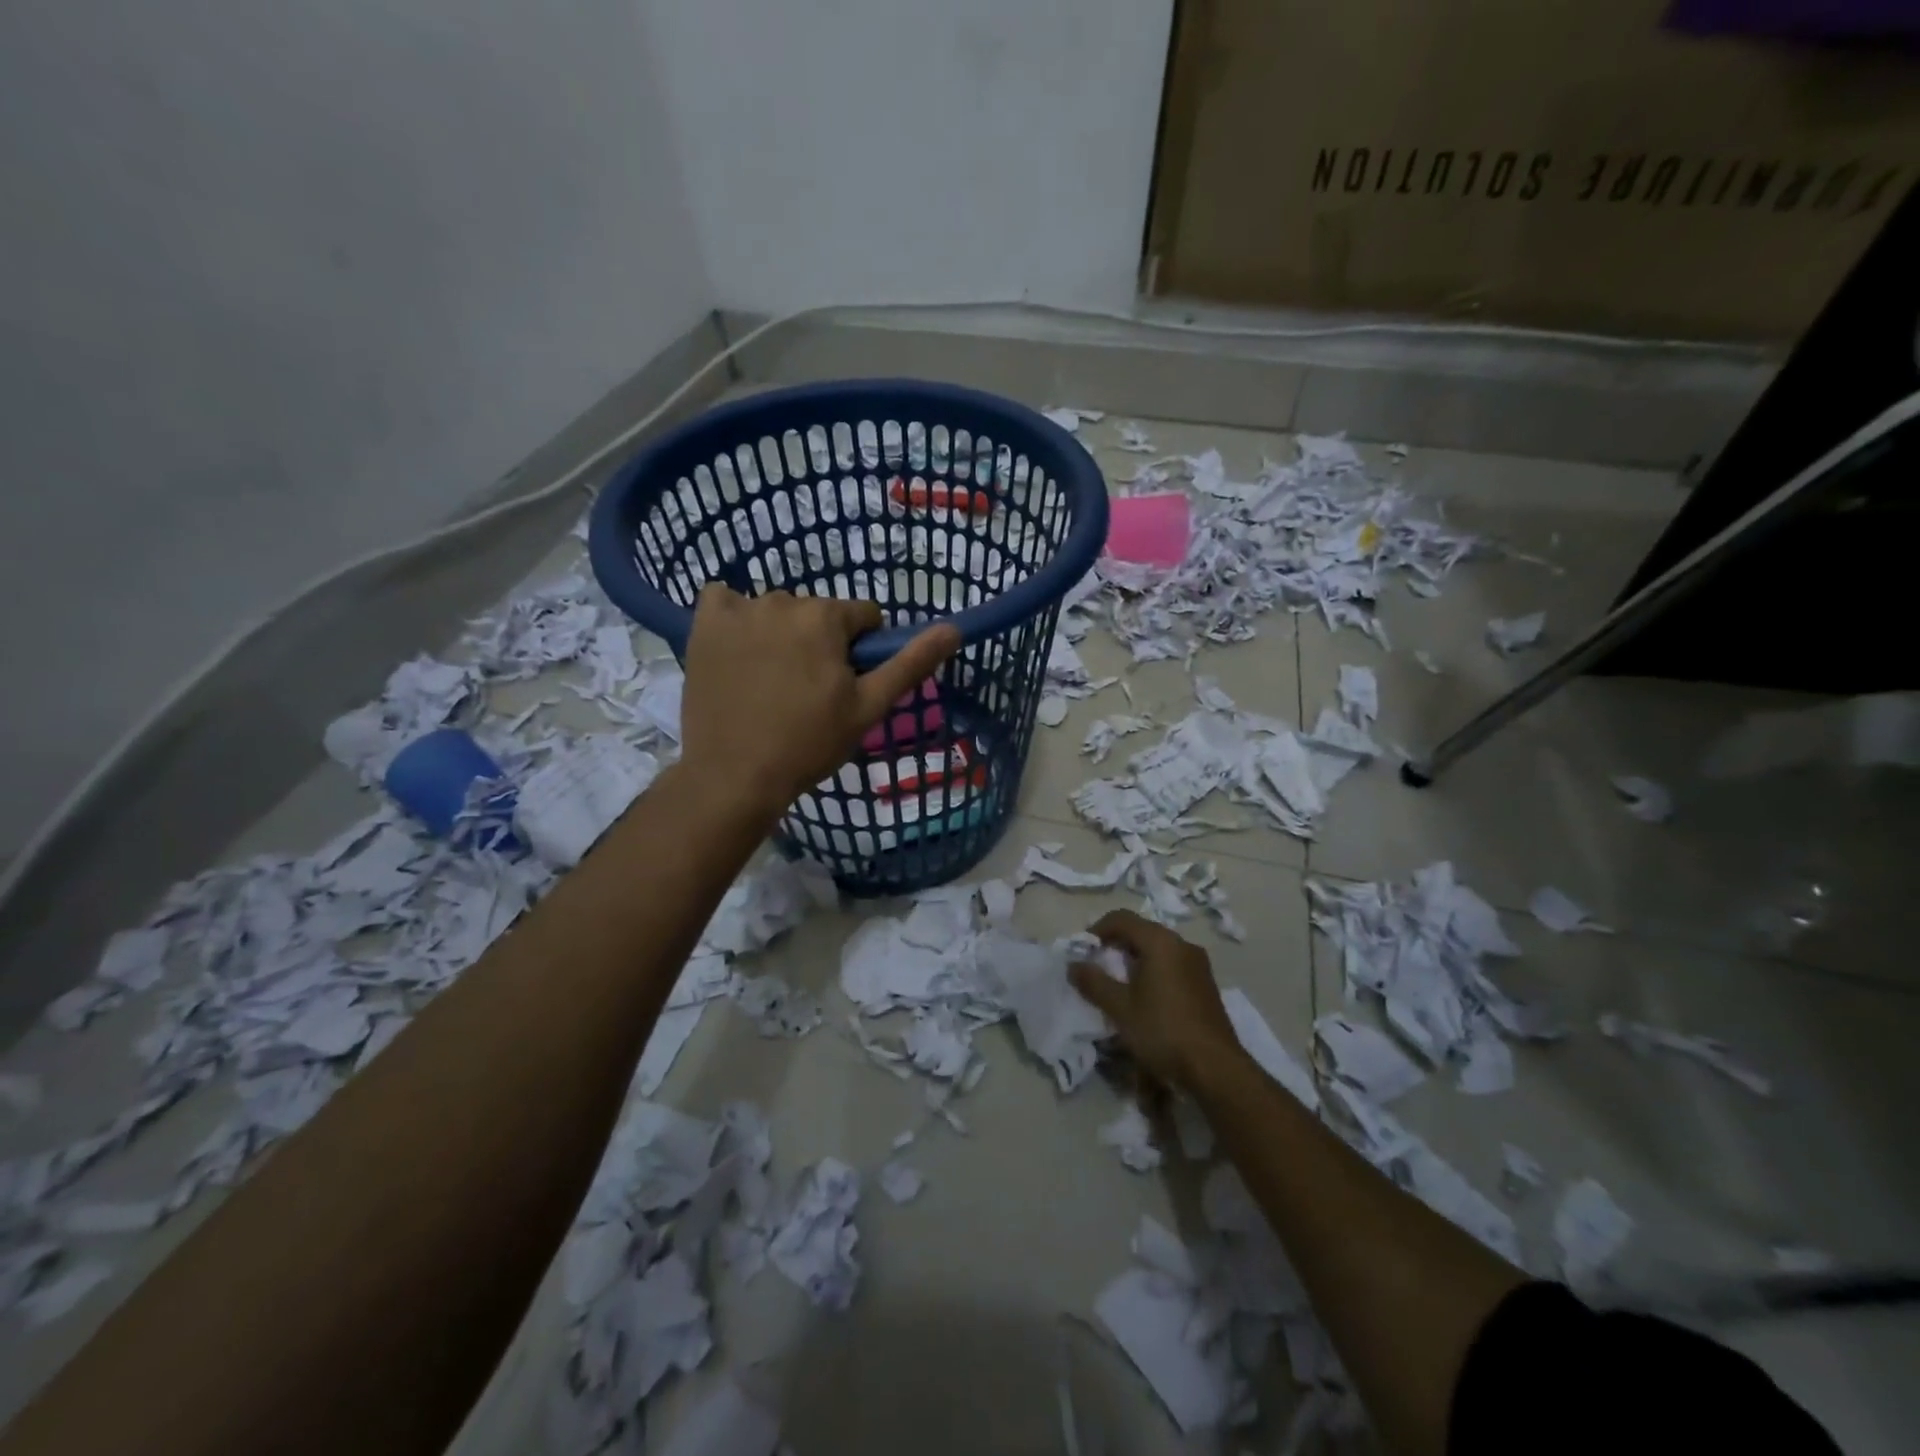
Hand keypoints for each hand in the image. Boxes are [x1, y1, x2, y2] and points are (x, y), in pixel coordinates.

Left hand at [678, 586, 961, 820]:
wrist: (735, 776)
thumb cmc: (808, 744)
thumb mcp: (869, 708)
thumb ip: (910, 663)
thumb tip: (953, 628)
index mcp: (825, 617)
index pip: (864, 617)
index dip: (862, 652)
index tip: (846, 686)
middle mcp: (781, 600)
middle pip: (819, 614)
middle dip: (821, 644)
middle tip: (809, 693)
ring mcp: (738, 611)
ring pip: (777, 612)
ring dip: (781, 635)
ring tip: (771, 683)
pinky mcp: (703, 626)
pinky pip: (724, 601)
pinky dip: (734, 618)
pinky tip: (737, 650)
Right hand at [1068, 910, 1247, 1094]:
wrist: (1216, 1068)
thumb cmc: (1163, 1030)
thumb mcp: (1120, 1008)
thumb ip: (1093, 982)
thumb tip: (1073, 965)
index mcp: (1161, 942)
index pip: (1122, 919)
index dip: (1097, 929)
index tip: (1083, 951)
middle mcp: (1182, 945)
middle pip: (1141, 931)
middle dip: (1115, 945)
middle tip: (1097, 967)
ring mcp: (1198, 964)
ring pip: (1158, 949)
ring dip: (1134, 959)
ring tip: (1118, 984)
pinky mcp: (1206, 984)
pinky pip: (1172, 965)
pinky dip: (1153, 971)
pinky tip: (1145, 998)